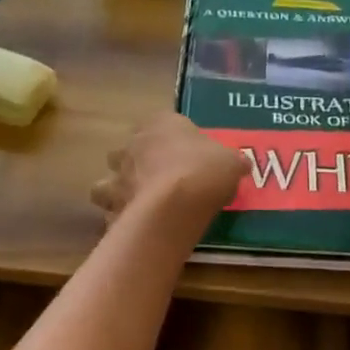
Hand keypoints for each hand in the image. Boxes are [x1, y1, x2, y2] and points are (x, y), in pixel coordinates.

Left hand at [92, 113, 244, 227]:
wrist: (175, 205)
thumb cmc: (204, 170)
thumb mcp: (231, 161)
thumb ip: (232, 160)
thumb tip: (241, 164)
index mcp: (160, 124)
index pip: (160, 122)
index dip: (171, 137)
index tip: (184, 152)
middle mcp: (132, 146)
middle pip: (128, 150)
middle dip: (137, 162)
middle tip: (158, 179)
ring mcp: (118, 177)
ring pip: (107, 181)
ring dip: (118, 190)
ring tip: (138, 205)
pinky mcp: (111, 207)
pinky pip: (111, 212)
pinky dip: (119, 219)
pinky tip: (135, 227)